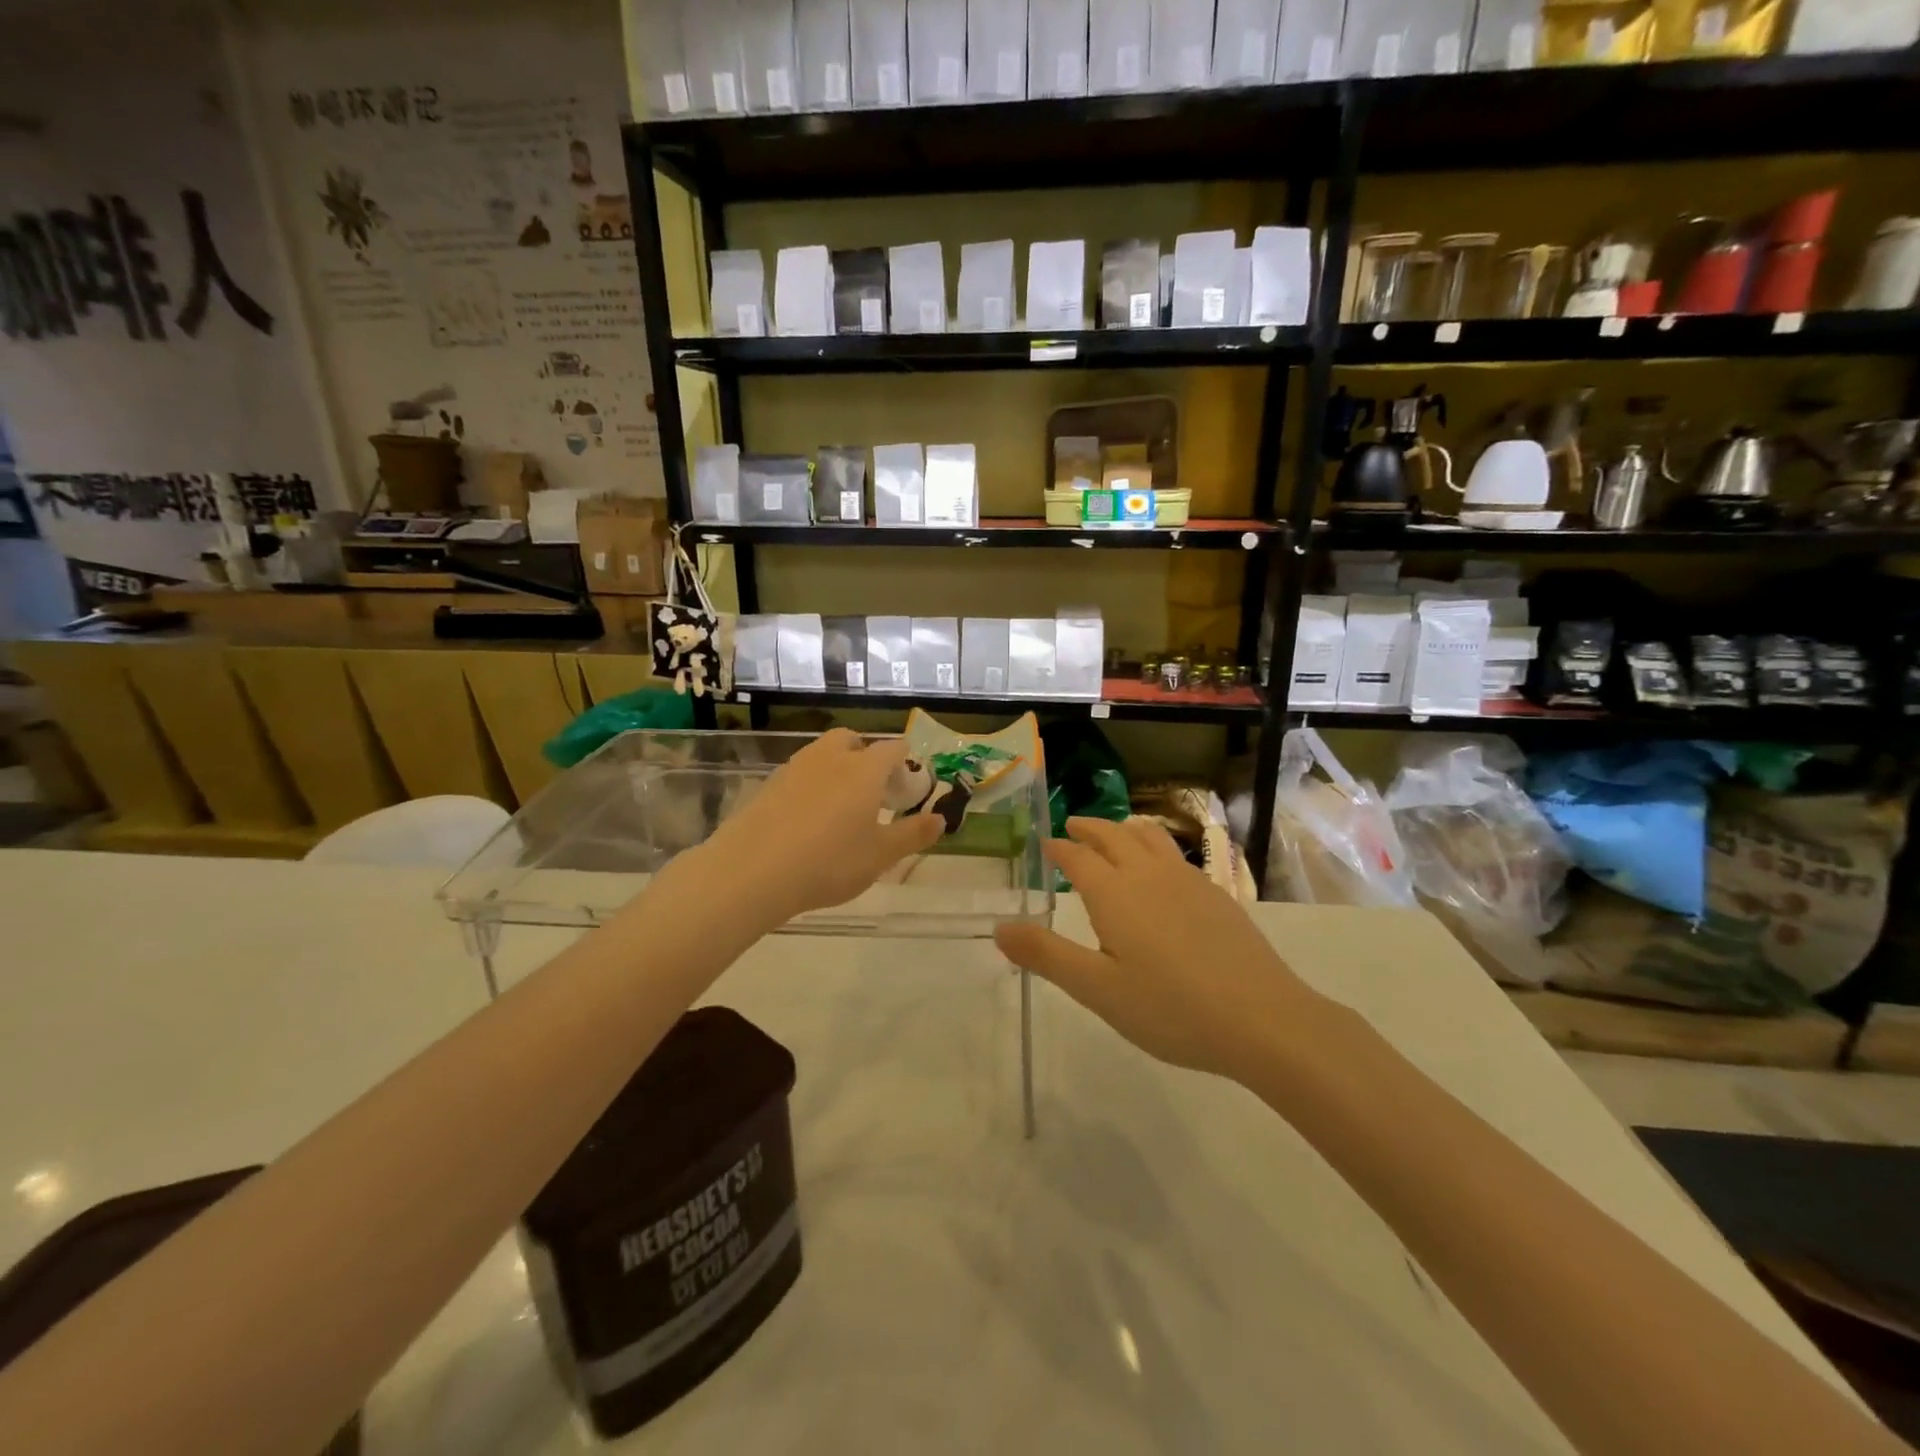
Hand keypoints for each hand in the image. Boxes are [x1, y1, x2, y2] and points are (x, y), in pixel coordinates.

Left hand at [691, 729, 942, 929]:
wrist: (752, 871)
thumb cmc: (829, 862)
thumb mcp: (880, 855)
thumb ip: (913, 834)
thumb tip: (940, 818)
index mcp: (864, 768)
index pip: (893, 749)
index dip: (906, 764)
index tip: (909, 790)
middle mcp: (830, 757)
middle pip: (852, 740)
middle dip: (867, 757)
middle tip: (873, 792)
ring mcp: (795, 767)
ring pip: (823, 754)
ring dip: (837, 769)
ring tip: (841, 807)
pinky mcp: (769, 785)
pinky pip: (800, 774)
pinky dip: (811, 786)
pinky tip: (809, 820)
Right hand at [994, 817, 1326, 1083]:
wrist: (1262, 1019)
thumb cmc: (1170, 1008)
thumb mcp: (1098, 990)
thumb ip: (1047, 956)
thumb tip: (999, 927)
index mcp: (1115, 894)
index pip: (1078, 858)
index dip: (1059, 849)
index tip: (1046, 844)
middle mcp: (1149, 875)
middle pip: (1114, 836)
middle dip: (1090, 828)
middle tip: (1073, 825)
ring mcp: (1188, 881)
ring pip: (1150, 838)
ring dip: (1125, 829)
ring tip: (1116, 832)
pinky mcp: (1217, 895)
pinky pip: (1176, 854)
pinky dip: (1156, 847)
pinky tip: (1163, 870)